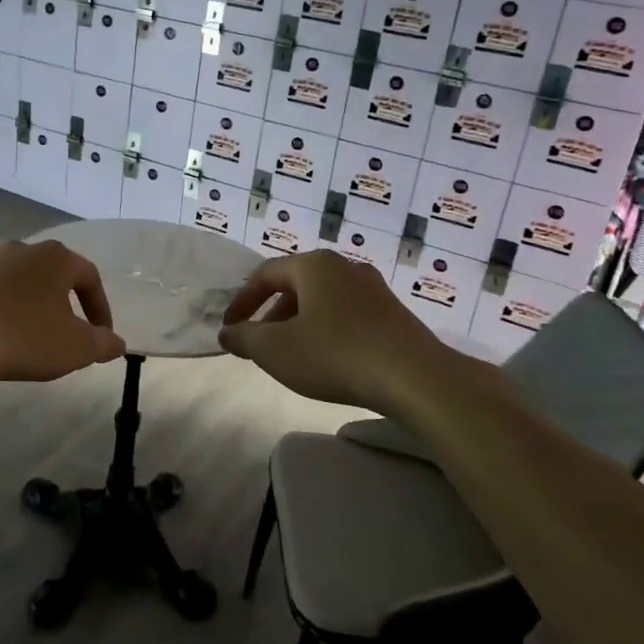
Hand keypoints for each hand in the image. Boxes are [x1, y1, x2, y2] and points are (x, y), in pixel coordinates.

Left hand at [0, 239, 124, 386]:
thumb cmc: (25, 338)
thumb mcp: (76, 348)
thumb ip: (104, 343)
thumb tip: (117, 342)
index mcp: (56, 257)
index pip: (89, 277)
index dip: (100, 308)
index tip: (101, 336)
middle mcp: (24, 248)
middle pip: (55, 276)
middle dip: (66, 305)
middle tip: (69, 336)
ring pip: (24, 283)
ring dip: (34, 307)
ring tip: (34, 339)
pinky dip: (6, 311)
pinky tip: (2, 336)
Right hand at [218, 251, 457, 411]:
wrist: (415, 378)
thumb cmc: (335, 355)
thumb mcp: (276, 350)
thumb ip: (244, 338)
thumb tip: (228, 332)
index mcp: (313, 265)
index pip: (265, 275)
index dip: (242, 302)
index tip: (230, 329)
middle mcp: (344, 266)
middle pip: (295, 285)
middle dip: (271, 314)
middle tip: (258, 344)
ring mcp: (373, 287)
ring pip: (322, 300)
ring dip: (298, 323)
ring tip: (291, 355)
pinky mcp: (392, 312)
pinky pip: (346, 314)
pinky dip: (326, 330)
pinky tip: (328, 359)